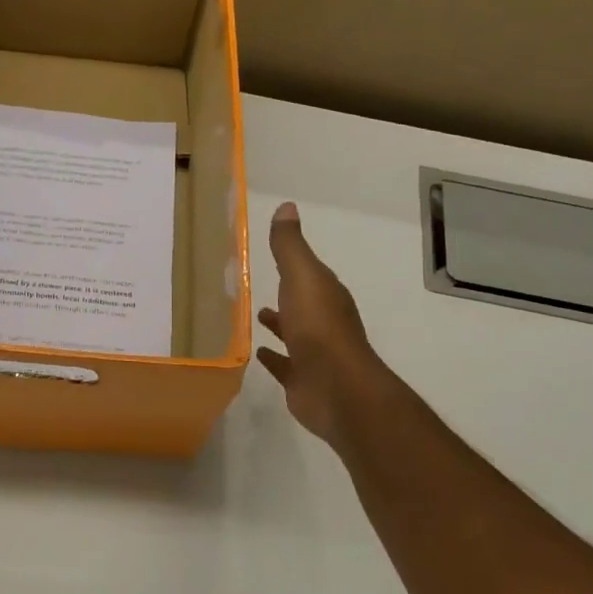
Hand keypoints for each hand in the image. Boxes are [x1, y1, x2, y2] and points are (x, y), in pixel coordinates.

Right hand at [256, 201, 393, 448]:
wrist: (335, 386)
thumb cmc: (318, 327)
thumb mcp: (302, 277)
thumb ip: (290, 246)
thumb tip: (287, 207)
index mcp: (326, 296)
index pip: (311, 276)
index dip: (296, 267)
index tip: (275, 257)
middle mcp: (324, 323)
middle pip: (303, 305)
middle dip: (287, 297)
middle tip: (260, 289)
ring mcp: (314, 354)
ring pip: (294, 334)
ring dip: (280, 325)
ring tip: (257, 316)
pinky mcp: (303, 380)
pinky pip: (285, 365)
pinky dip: (273, 358)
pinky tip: (257, 354)